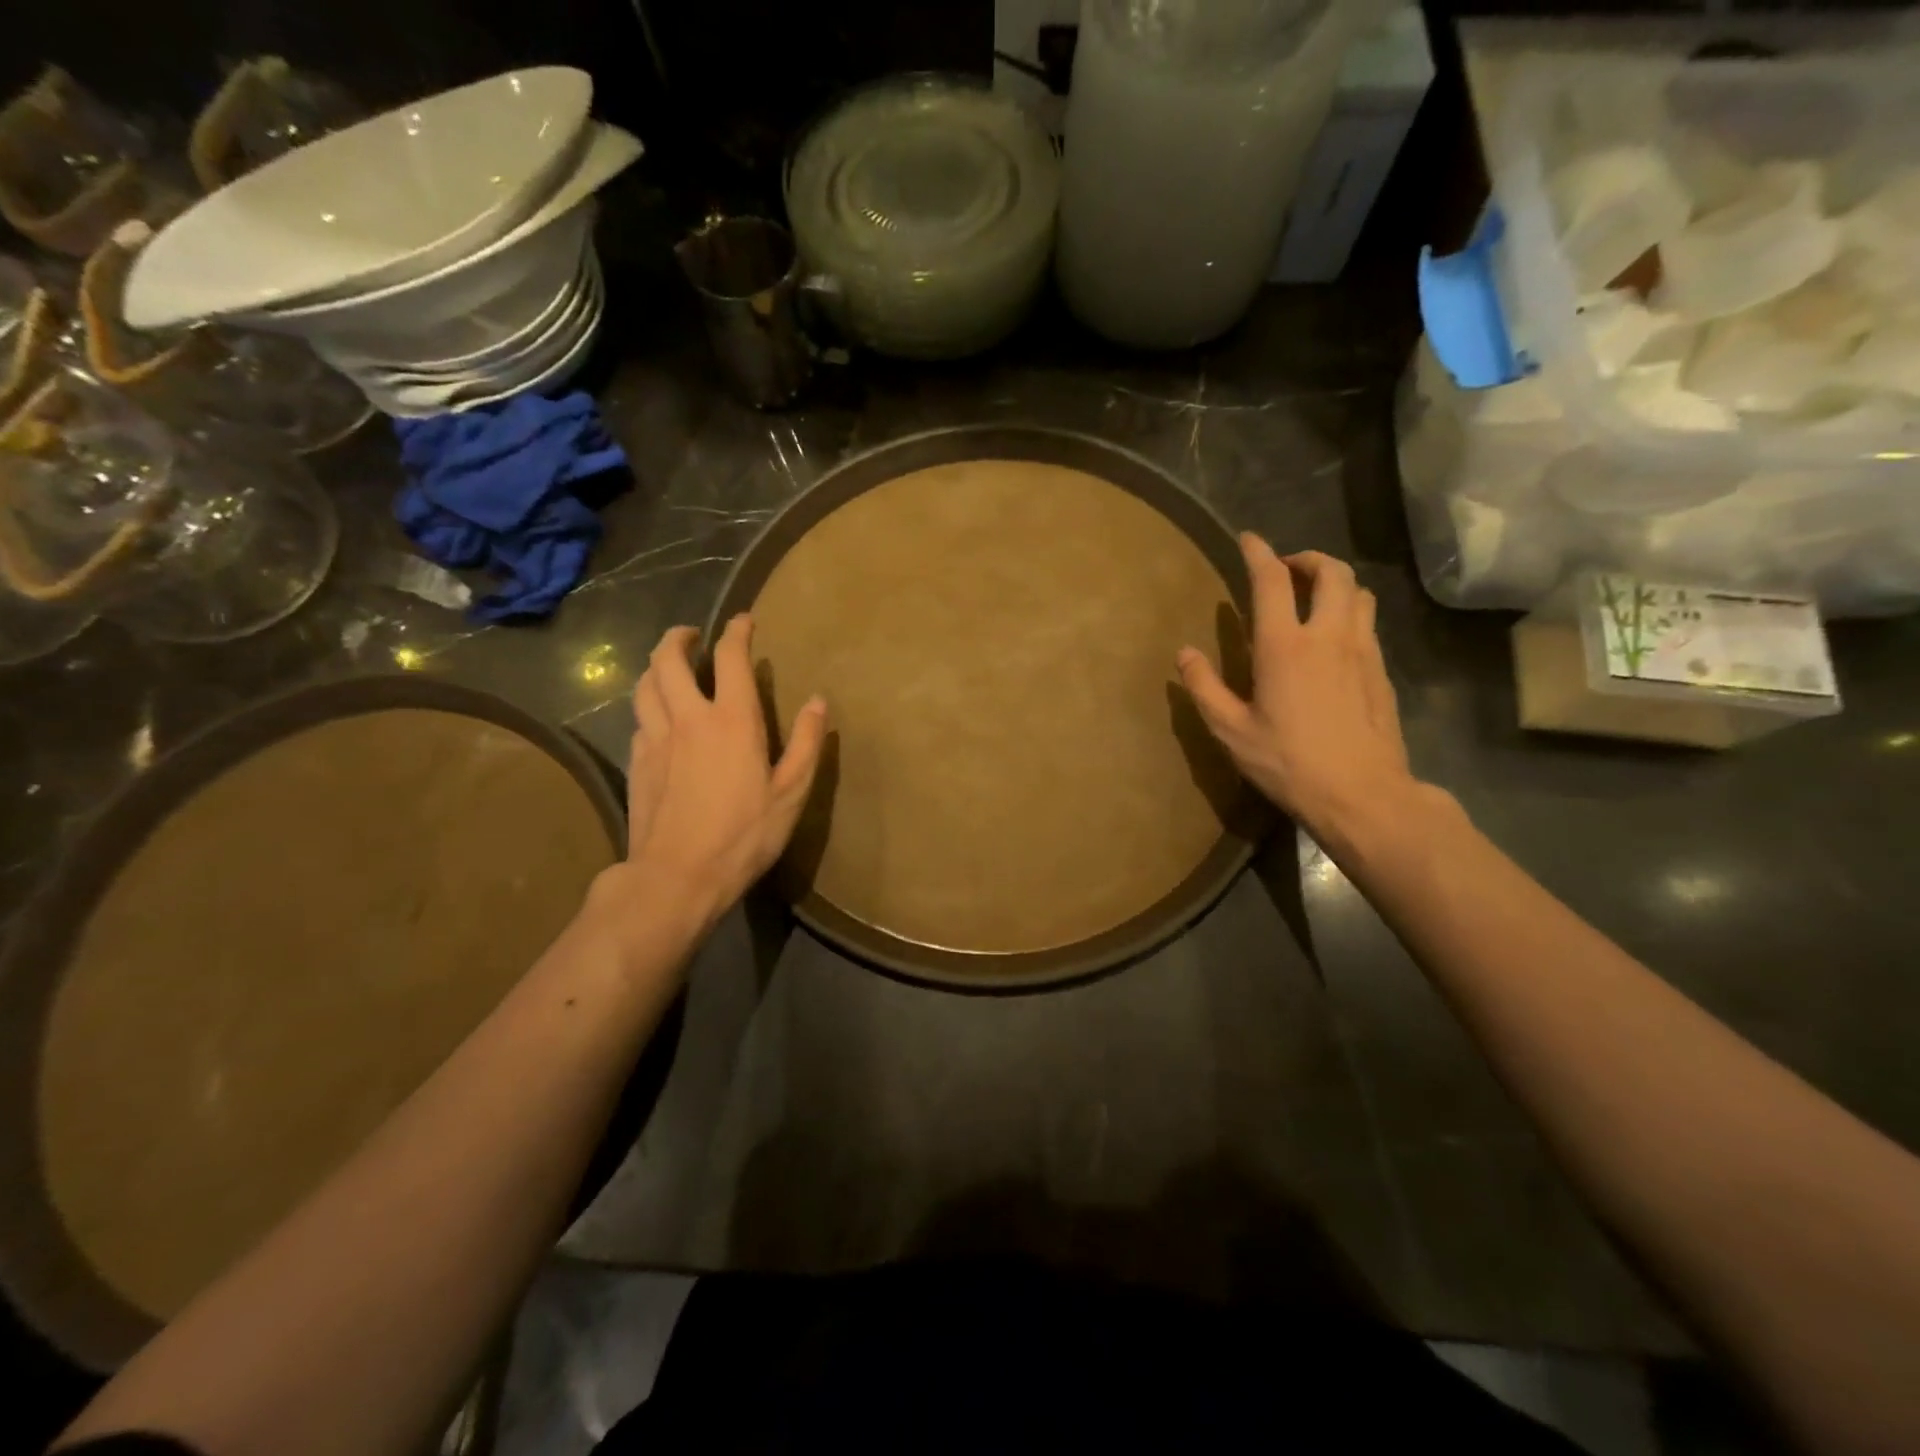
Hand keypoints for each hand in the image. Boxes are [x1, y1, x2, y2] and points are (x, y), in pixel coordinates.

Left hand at [605, 616, 827, 936]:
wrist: (676, 877)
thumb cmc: (744, 835)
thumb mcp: (790, 793)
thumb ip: (805, 743)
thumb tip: (818, 701)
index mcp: (731, 721)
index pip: (730, 658)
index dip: (737, 632)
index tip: (744, 621)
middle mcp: (687, 718)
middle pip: (668, 659)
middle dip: (679, 637)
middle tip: (692, 635)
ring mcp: (655, 739)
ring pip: (643, 684)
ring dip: (655, 666)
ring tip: (668, 666)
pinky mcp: (636, 763)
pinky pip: (638, 718)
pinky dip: (648, 703)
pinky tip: (657, 716)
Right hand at [1177, 536, 1422, 851]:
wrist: (1363, 795)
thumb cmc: (1288, 763)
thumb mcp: (1231, 731)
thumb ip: (1204, 688)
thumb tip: (1184, 653)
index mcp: (1285, 646)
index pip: (1272, 581)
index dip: (1259, 553)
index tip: (1248, 539)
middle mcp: (1328, 636)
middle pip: (1331, 571)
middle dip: (1308, 558)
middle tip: (1286, 569)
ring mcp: (1362, 651)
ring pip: (1358, 592)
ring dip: (1335, 582)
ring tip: (1314, 597)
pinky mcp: (1381, 671)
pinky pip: (1368, 623)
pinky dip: (1350, 612)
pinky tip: (1334, 640)